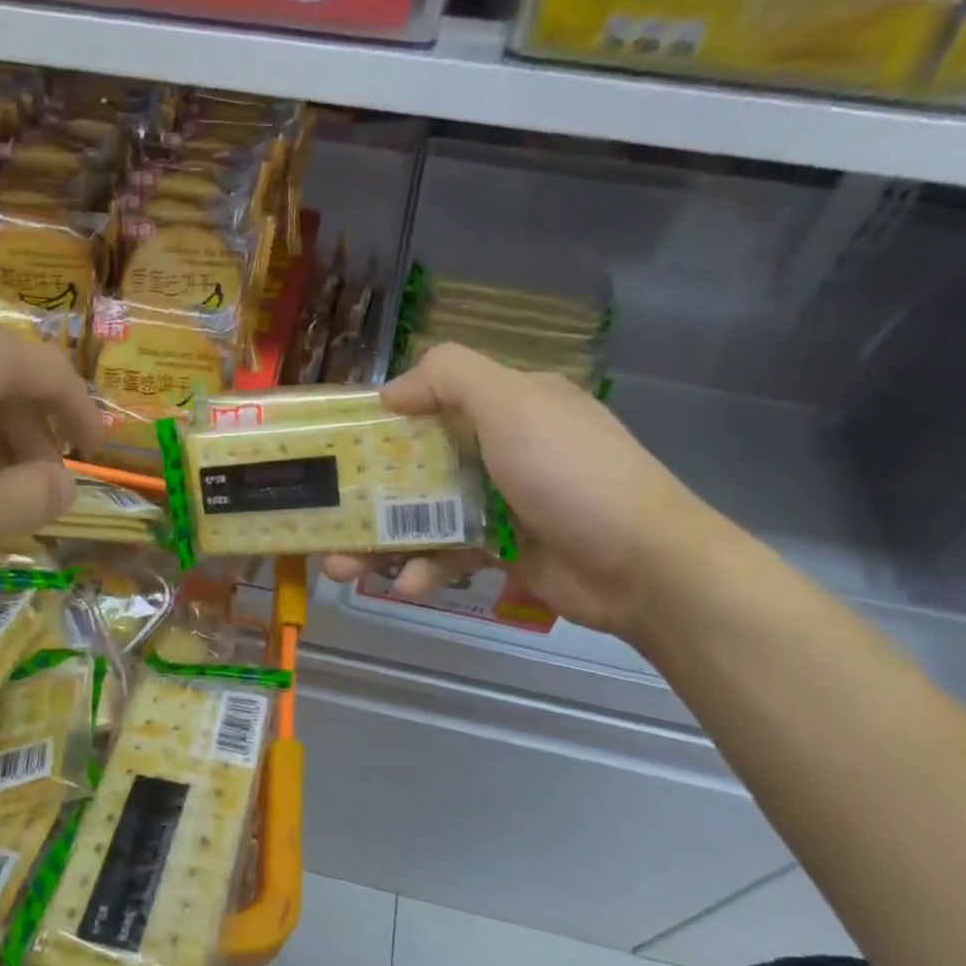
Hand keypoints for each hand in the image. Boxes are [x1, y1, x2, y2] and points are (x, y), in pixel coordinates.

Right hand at [324, 344, 734, 637]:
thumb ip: (449, 378)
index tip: (339, 447)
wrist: (641, 564)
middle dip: (368, 495)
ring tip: (339, 567)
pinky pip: (449, 556)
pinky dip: (424, 570)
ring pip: (425, 518)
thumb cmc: (570, 474)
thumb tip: (391, 390)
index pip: (433, 403)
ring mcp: (502, 504)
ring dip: (381, 543)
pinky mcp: (503, 551)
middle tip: (324, 518)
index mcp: (508, 406)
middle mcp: (502, 450)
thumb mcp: (513, 404)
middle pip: (418, 467)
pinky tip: (404, 587)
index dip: (384, 423)